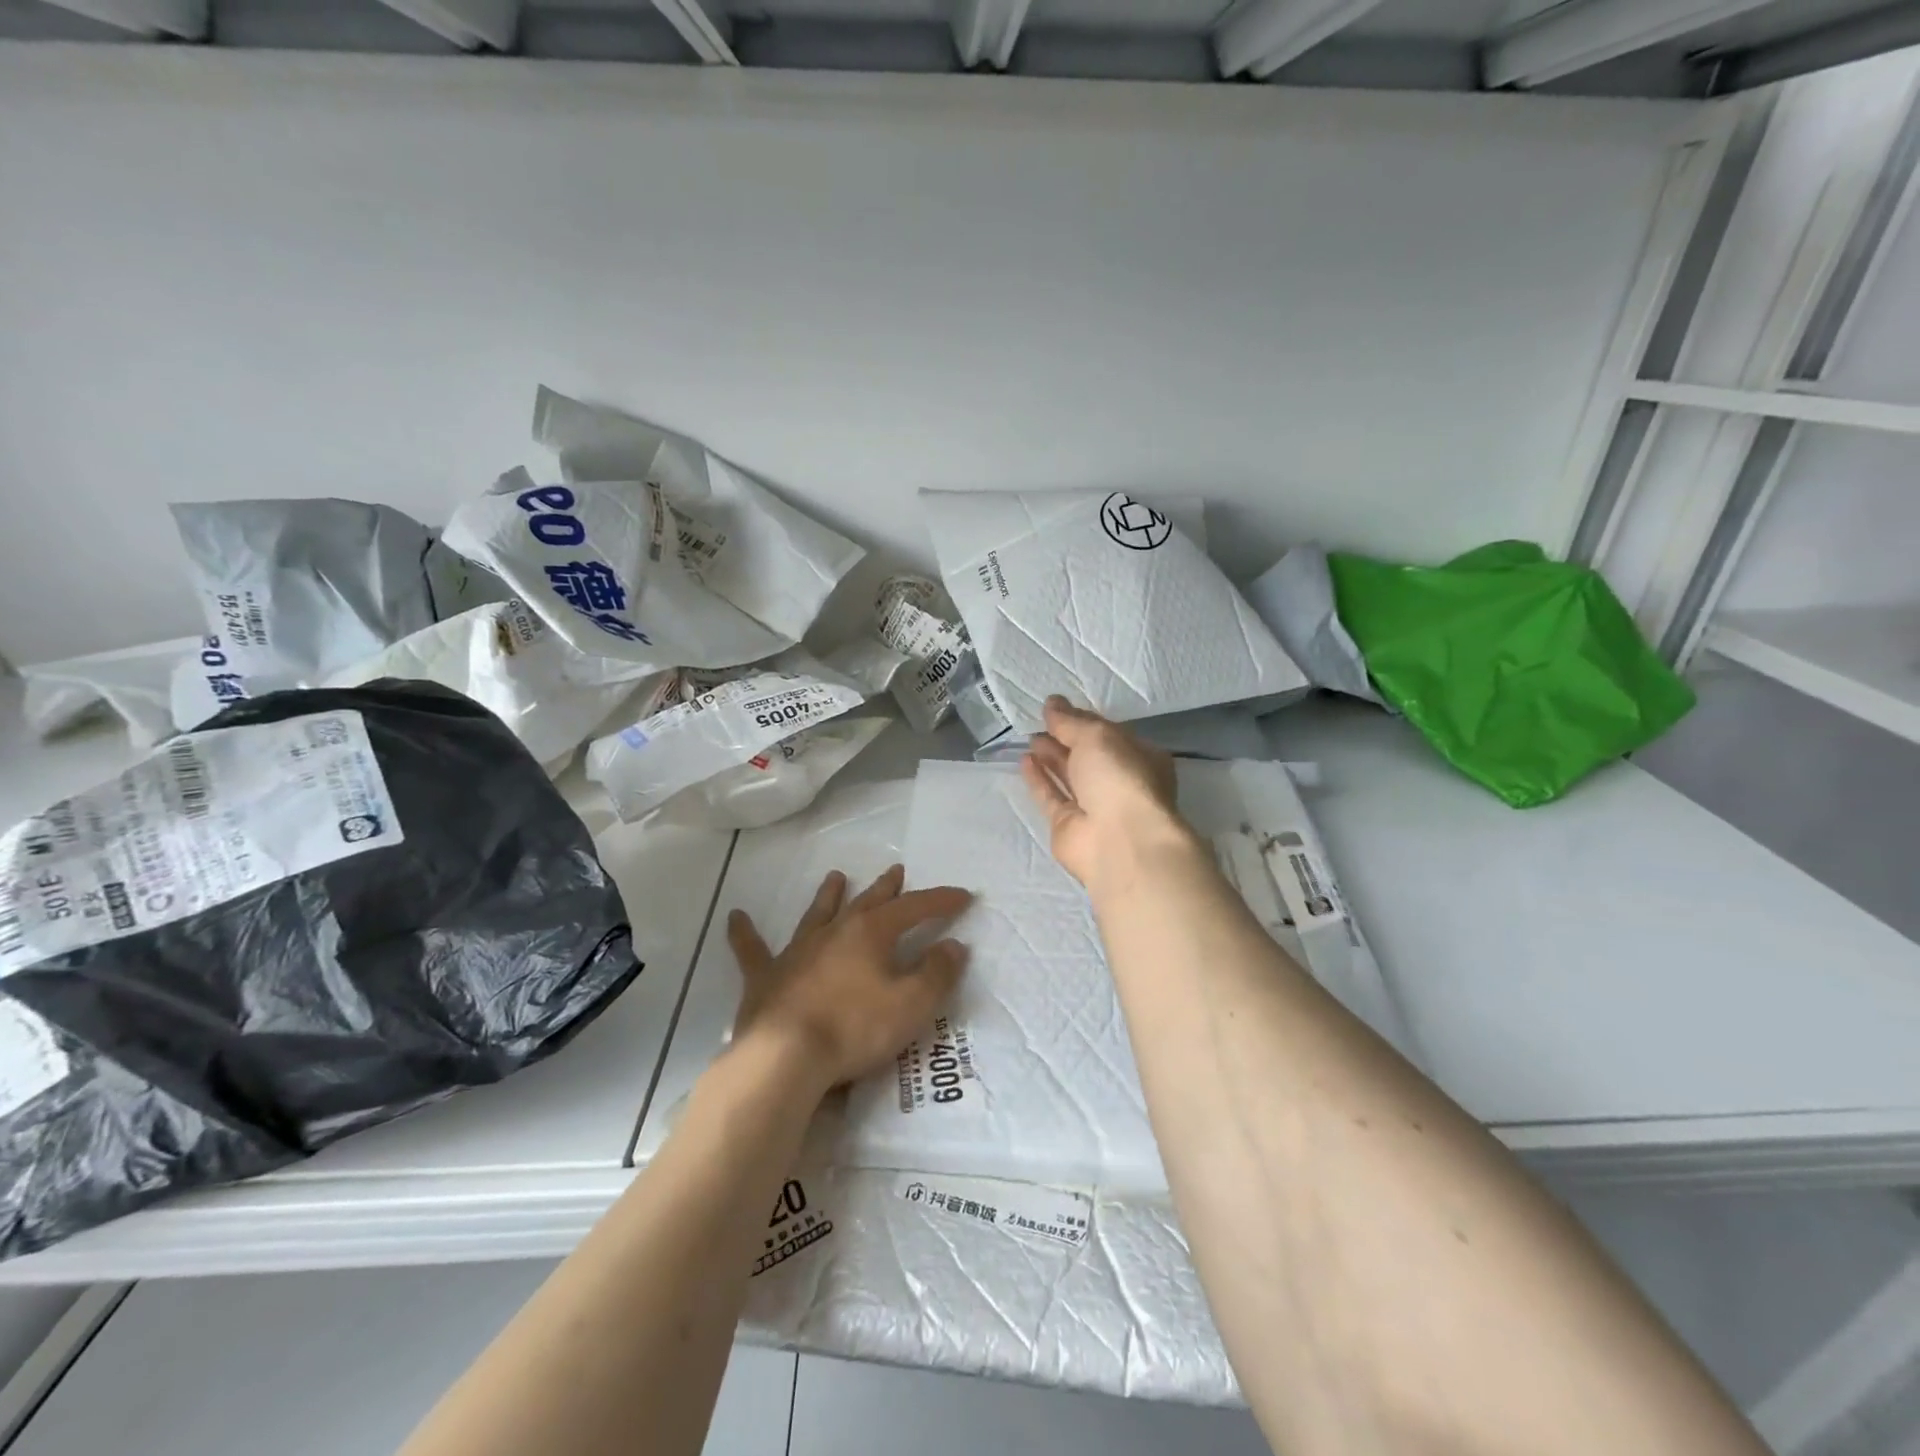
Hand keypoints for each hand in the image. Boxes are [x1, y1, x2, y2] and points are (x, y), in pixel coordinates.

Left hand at [727, 864, 970, 1096]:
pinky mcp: (766, 977)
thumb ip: (937, 973)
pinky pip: (752, 950)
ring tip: (836, 876)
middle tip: (896, 870)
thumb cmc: (855, 1028)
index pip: (915, 908)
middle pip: (867, 902)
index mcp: (871, 933)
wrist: (785, 1056)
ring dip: (829, 895)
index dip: (941, 900)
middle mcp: (835, 932)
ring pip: (817, 915)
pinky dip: (744, 933)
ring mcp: (797, 952)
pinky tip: (734, 917)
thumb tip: (954, 945)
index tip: (964, 895)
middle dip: (886, 888)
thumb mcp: (912, 1004)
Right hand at [1020, 696, 1188, 888]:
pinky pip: (1052, 797)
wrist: (1118, 841)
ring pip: (1070, 776)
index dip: (1082, 720)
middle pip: (1088, 756)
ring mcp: (1096, 807)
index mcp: (1140, 757)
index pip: (1108, 733)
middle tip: (1039, 722)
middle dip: (1065, 738)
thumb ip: (1071, 721)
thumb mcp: (1096, 736)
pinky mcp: (1070, 825)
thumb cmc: (1119, 777)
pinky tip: (1025, 761)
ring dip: (1051, 757)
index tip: (1056, 708)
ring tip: (1030, 738)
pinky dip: (1039, 779)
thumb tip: (1051, 702)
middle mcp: (1120, 782)